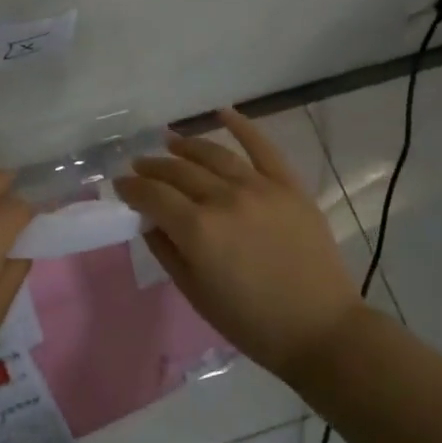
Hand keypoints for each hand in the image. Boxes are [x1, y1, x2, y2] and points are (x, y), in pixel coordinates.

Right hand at [113, 107, 361, 381]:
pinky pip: (263, 147)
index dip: (131, 188)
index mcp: (198, 230)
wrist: (321, 330)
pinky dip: (242, 126)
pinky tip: (223, 112)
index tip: (120, 185)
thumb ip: (166, 250)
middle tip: (139, 166)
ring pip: (213, 154)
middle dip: (153, 167)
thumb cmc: (252, 322)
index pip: (153, 195)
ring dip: (186, 145)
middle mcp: (224, 199)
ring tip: (169, 141)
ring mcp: (259, 187)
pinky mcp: (288, 186)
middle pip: (178, 171)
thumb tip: (147, 219)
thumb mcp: (196, 293)